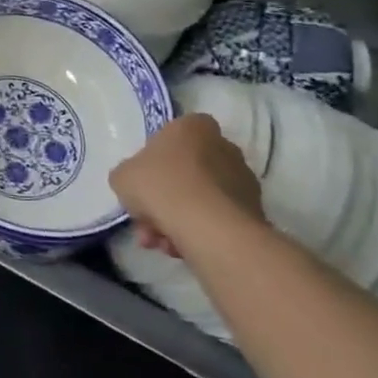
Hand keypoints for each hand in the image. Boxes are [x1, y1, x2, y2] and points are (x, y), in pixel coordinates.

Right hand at [110, 113, 265, 256]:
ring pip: (201, 199)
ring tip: (159, 244)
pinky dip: (198, 232)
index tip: (145, 181)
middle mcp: (224, 147)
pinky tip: (179, 250)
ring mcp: (243, 180)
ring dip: (178, 220)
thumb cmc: (161, 186)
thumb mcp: (123, 176)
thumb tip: (138, 184)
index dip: (156, 159)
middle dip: (165, 198)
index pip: (174, 134)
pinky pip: (217, 219)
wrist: (208, 227)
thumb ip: (129, 174)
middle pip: (187, 171)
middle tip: (147, 222)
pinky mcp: (254, 212)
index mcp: (193, 127)